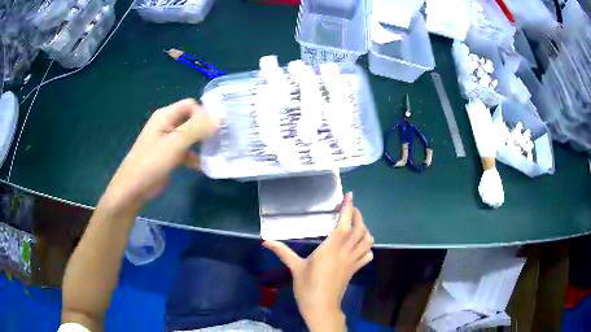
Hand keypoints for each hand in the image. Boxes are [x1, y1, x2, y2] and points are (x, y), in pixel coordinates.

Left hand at [101, 99, 218, 210]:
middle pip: (191, 119)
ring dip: (202, 143)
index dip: (203, 113)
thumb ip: (197, 128)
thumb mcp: (175, 143)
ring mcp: (167, 141)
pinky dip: (195, 156)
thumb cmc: (151, 163)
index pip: (191, 105)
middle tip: (221, 139)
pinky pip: (186, 150)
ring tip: (217, 152)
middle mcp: (167, 124)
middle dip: (206, 128)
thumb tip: (221, 117)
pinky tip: (205, 166)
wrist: (133, 189)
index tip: (215, 129)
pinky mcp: (169, 155)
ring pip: (190, 135)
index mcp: (165, 115)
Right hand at [264, 193, 373, 330]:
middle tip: (350, 208)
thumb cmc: (307, 287)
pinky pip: (367, 255)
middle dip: (358, 215)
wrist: (321, 306)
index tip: (349, 196)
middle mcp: (345, 252)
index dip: (348, 208)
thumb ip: (282, 251)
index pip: (344, 224)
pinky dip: (367, 247)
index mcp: (331, 248)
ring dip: (365, 229)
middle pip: (359, 229)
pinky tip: (359, 246)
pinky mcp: (355, 269)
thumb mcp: (295, 267)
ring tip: (356, 225)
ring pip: (367, 241)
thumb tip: (265, 241)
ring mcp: (353, 261)